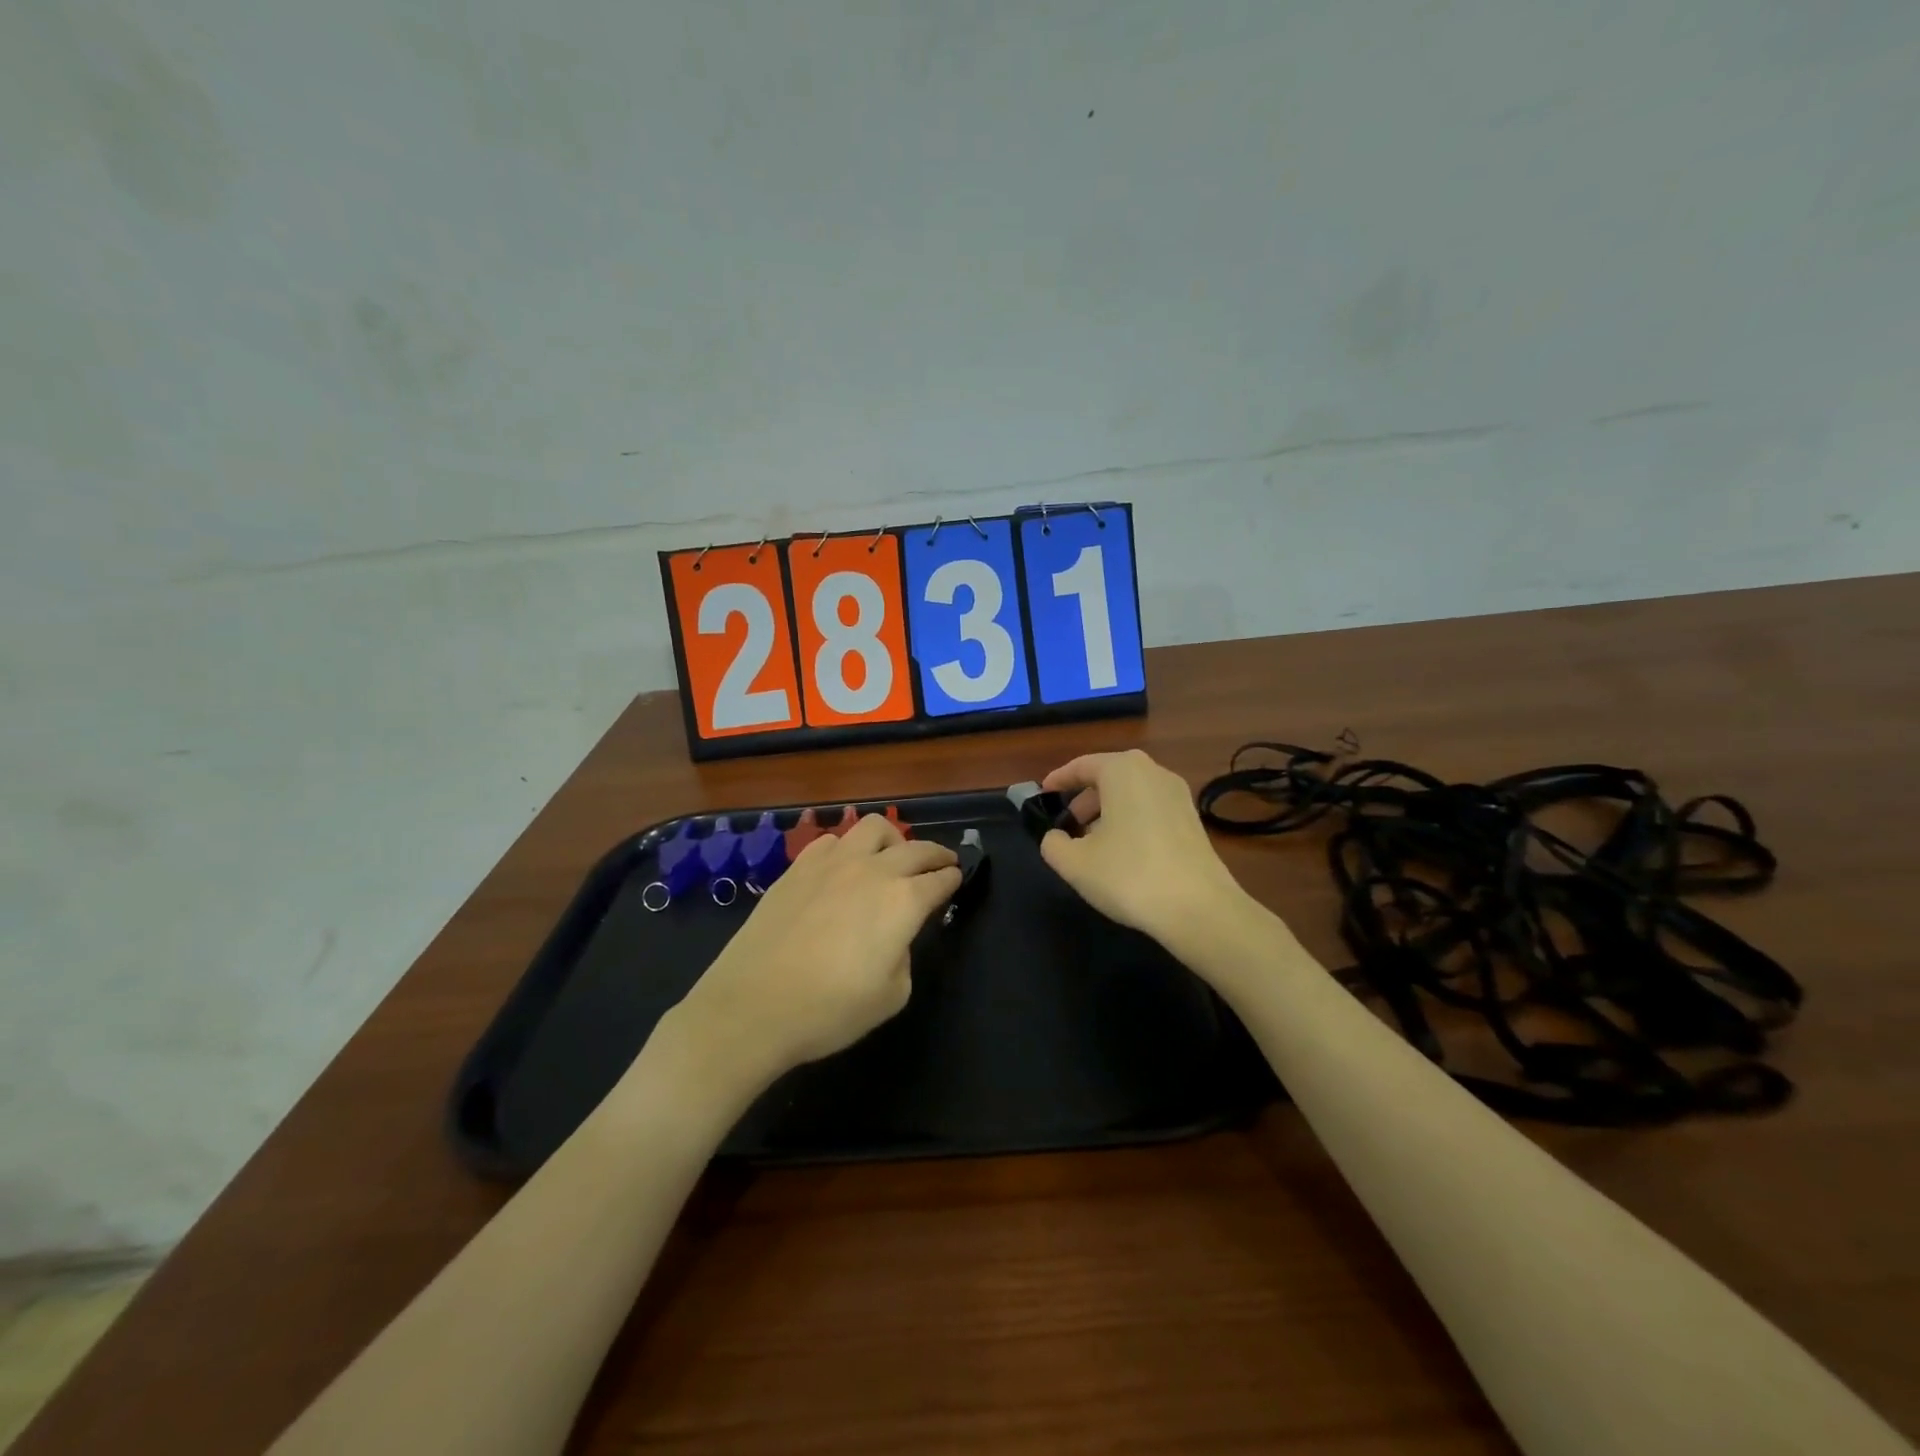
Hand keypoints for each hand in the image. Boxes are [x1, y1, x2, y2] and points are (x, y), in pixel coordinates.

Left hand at [670, 813, 959, 1090]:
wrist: (753, 1006)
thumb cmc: (830, 1010)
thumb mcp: (891, 996)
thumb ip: (903, 956)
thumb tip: (893, 937)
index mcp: (903, 901)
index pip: (939, 880)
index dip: (952, 878)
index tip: (956, 878)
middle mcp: (873, 870)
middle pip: (915, 848)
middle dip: (935, 853)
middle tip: (942, 861)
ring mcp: (832, 863)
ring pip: (873, 828)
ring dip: (893, 839)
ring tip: (892, 855)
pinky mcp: (798, 867)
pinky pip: (832, 840)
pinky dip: (849, 847)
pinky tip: (844, 865)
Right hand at [1039, 749, 1245, 953]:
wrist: (1199, 908)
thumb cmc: (1129, 875)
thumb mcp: (1074, 863)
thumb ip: (1053, 844)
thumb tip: (1056, 837)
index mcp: (1122, 770)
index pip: (1082, 765)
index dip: (1059, 780)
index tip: (1043, 795)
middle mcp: (1153, 772)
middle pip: (1109, 777)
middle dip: (1084, 799)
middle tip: (1067, 826)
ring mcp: (1178, 795)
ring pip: (1131, 794)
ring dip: (1108, 812)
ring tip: (1092, 844)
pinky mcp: (1193, 820)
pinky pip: (1150, 809)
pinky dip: (1131, 821)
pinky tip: (1123, 854)